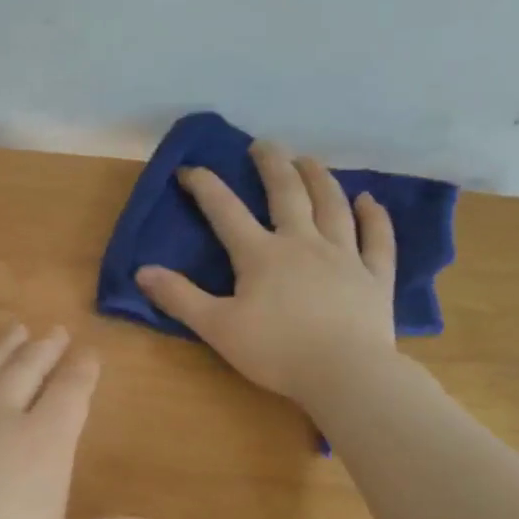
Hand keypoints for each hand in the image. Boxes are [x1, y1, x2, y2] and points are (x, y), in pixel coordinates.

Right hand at [134, 140, 399, 406]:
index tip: (188, 170)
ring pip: (332, 205)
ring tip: (308, 160)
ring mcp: (344, 256)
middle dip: (272, 165)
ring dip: (319, 178)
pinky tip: (369, 200)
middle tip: (263, 145)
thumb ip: (180, 298)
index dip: (204, 186)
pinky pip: (377, 239)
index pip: (226, 211)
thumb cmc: (276, 352)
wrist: (345, 374)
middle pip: (287, 193)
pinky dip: (374, 217)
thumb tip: (142, 271)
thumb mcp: (216, 327)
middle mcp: (303, 243)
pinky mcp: (374, 276)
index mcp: (261, 255)